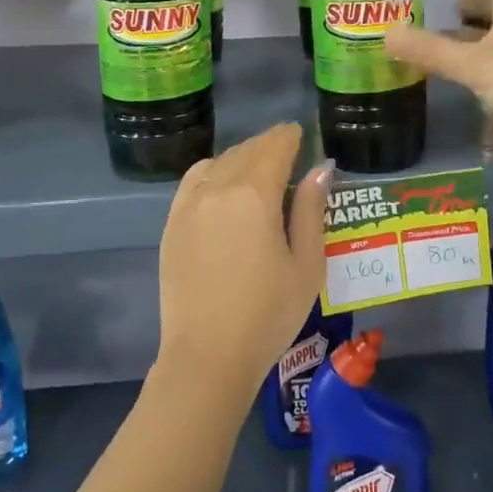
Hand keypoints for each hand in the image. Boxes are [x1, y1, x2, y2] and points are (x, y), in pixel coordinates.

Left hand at [156, 124, 331, 395]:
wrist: (208, 357)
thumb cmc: (269, 313)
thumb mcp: (306, 264)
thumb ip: (311, 210)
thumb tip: (320, 169)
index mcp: (254, 194)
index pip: (275, 146)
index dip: (290, 136)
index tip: (301, 134)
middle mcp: (218, 188)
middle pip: (246, 150)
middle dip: (268, 144)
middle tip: (287, 150)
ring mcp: (189, 205)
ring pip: (218, 162)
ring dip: (241, 156)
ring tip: (258, 169)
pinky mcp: (172, 224)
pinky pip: (193, 181)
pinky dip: (212, 172)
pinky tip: (222, 185)